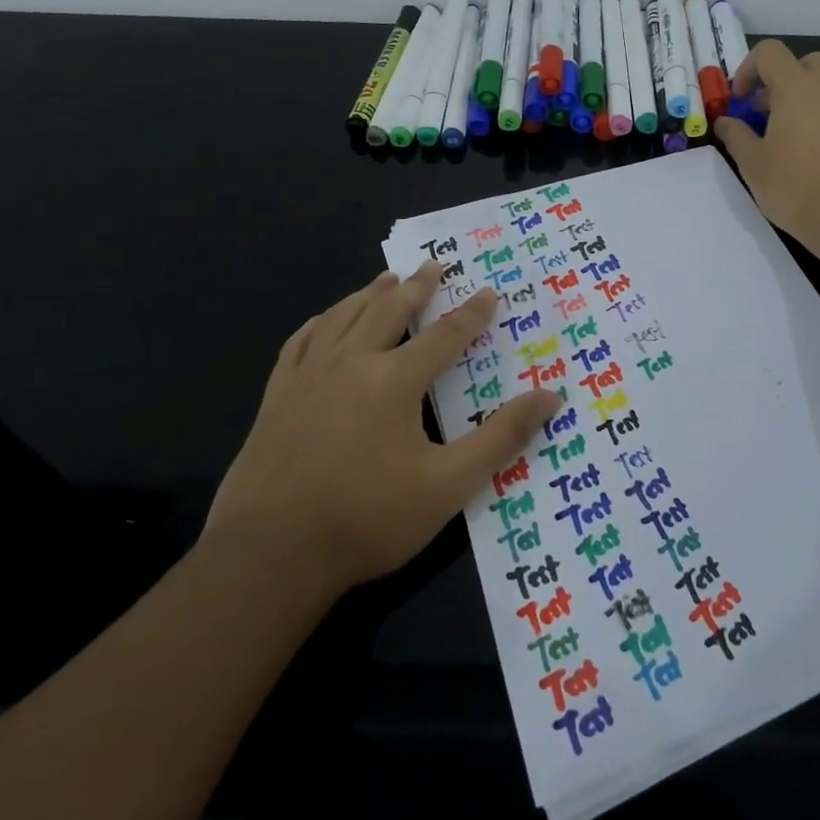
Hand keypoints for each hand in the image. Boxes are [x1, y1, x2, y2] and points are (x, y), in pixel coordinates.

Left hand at [206, 264, 559, 590]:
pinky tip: (324, 319)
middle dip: (417, 287)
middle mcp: (352, 363)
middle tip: (433, 265)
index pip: (445, 335)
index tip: (489, 291)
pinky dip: (319, 323)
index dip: (472, 313)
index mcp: (395, 381)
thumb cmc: (367, 519)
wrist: (269, 555)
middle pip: (390, 311)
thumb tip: (550, 397)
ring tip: (386, 278)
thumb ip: (501, 438)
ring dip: (369, 294)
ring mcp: (308, 377)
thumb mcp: (448, 485)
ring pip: (343, 317)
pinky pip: (300, 343)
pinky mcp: (276, 397)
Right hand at [714, 39, 819, 258]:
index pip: (770, 52)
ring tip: (794, 141)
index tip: (740, 100)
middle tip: (768, 114)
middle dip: (784, 80)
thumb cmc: (795, 188)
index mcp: (798, 88)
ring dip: (809, 103)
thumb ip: (736, 136)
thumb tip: (726, 122)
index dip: (748, 69)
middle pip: (807, 63)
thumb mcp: (752, 164)